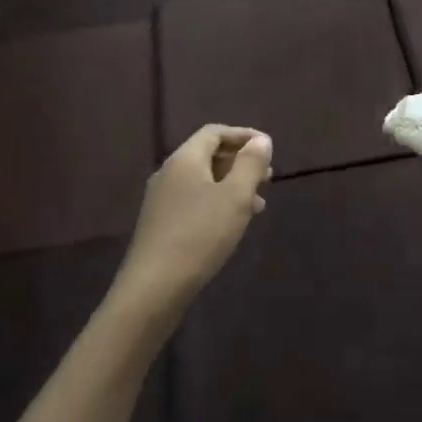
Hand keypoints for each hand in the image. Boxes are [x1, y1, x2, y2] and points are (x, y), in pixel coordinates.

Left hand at [115, 125, 273, 324]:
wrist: (153, 288)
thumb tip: (261, 140)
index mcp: (185, 159)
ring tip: (258, 204)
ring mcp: (161, 200)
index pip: (214, 132)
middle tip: (267, 177)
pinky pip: (194, 200)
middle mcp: (169, 173)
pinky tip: (232, 224)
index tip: (268, 149)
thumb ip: (250, 164)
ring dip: (231, 185)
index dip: (243, 135)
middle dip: (240, 162)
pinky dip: (217, 202)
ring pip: (202, 180)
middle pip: (208, 154)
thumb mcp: (235, 197)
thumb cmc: (200, 235)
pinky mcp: (160, 224)